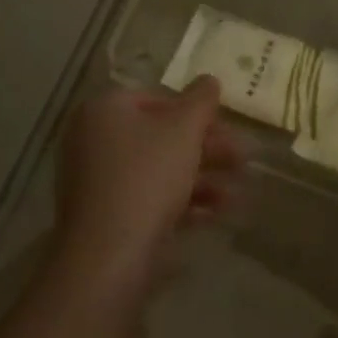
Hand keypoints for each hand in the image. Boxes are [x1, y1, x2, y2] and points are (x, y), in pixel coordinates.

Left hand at [54, 76, 243, 288]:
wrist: (108, 259)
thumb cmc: (146, 178)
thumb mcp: (184, 130)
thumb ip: (201, 100)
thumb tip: (209, 79)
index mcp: (105, 110)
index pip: (156, 98)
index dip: (196, 112)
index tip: (227, 127)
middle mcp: (94, 140)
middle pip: (160, 136)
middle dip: (207, 148)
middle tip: (243, 159)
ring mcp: (97, 182)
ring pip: (159, 170)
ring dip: (202, 178)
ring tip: (238, 193)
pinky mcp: (106, 218)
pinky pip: (149, 199)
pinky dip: (182, 202)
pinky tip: (216, 214)